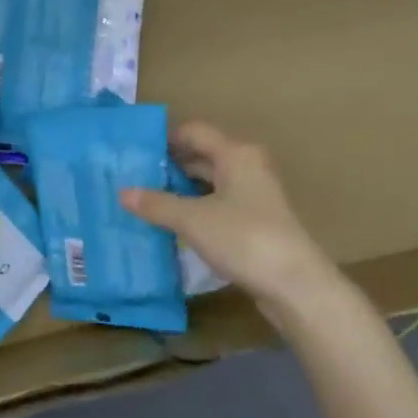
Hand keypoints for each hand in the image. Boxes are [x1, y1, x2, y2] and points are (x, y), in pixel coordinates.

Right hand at [120, 122, 336, 310]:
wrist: (295, 285)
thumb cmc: (243, 238)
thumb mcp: (192, 220)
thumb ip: (156, 204)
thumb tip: (122, 192)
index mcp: (236, 154)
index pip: (194, 132)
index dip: (164, 139)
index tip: (133, 151)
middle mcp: (247, 167)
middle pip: (202, 156)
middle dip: (169, 166)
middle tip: (132, 177)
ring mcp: (254, 196)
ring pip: (209, 183)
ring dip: (180, 190)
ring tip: (145, 200)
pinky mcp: (255, 222)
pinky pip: (217, 205)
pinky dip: (194, 209)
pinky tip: (171, 223)